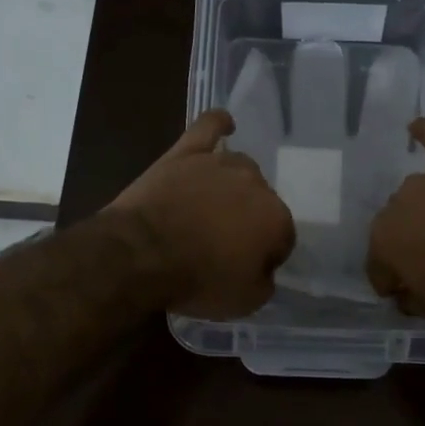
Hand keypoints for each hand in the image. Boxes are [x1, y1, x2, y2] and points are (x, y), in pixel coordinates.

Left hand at [107, 109, 295, 318]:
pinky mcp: (186, 153)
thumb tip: (265, 270)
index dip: (266, 255)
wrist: (142, 254)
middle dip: (250, 220)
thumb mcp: (245, 301)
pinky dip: (218, 124)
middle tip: (225, 243)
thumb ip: (265, 282)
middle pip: (262, 200)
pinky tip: (225, 124)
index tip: (248, 268)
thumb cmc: (197, 280)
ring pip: (240, 168)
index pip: (283, 237)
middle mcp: (256, 184)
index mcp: (276, 219)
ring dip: (234, 185)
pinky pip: (208, 128)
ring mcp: (220, 164)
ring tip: (215, 205)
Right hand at [366, 119, 424, 317]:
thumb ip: (411, 301)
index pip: (378, 267)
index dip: (392, 282)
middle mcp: (395, 206)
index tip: (407, 292)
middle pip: (396, 227)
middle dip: (409, 242)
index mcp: (383, 243)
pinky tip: (416, 125)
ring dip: (424, 209)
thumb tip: (402, 296)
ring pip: (416, 195)